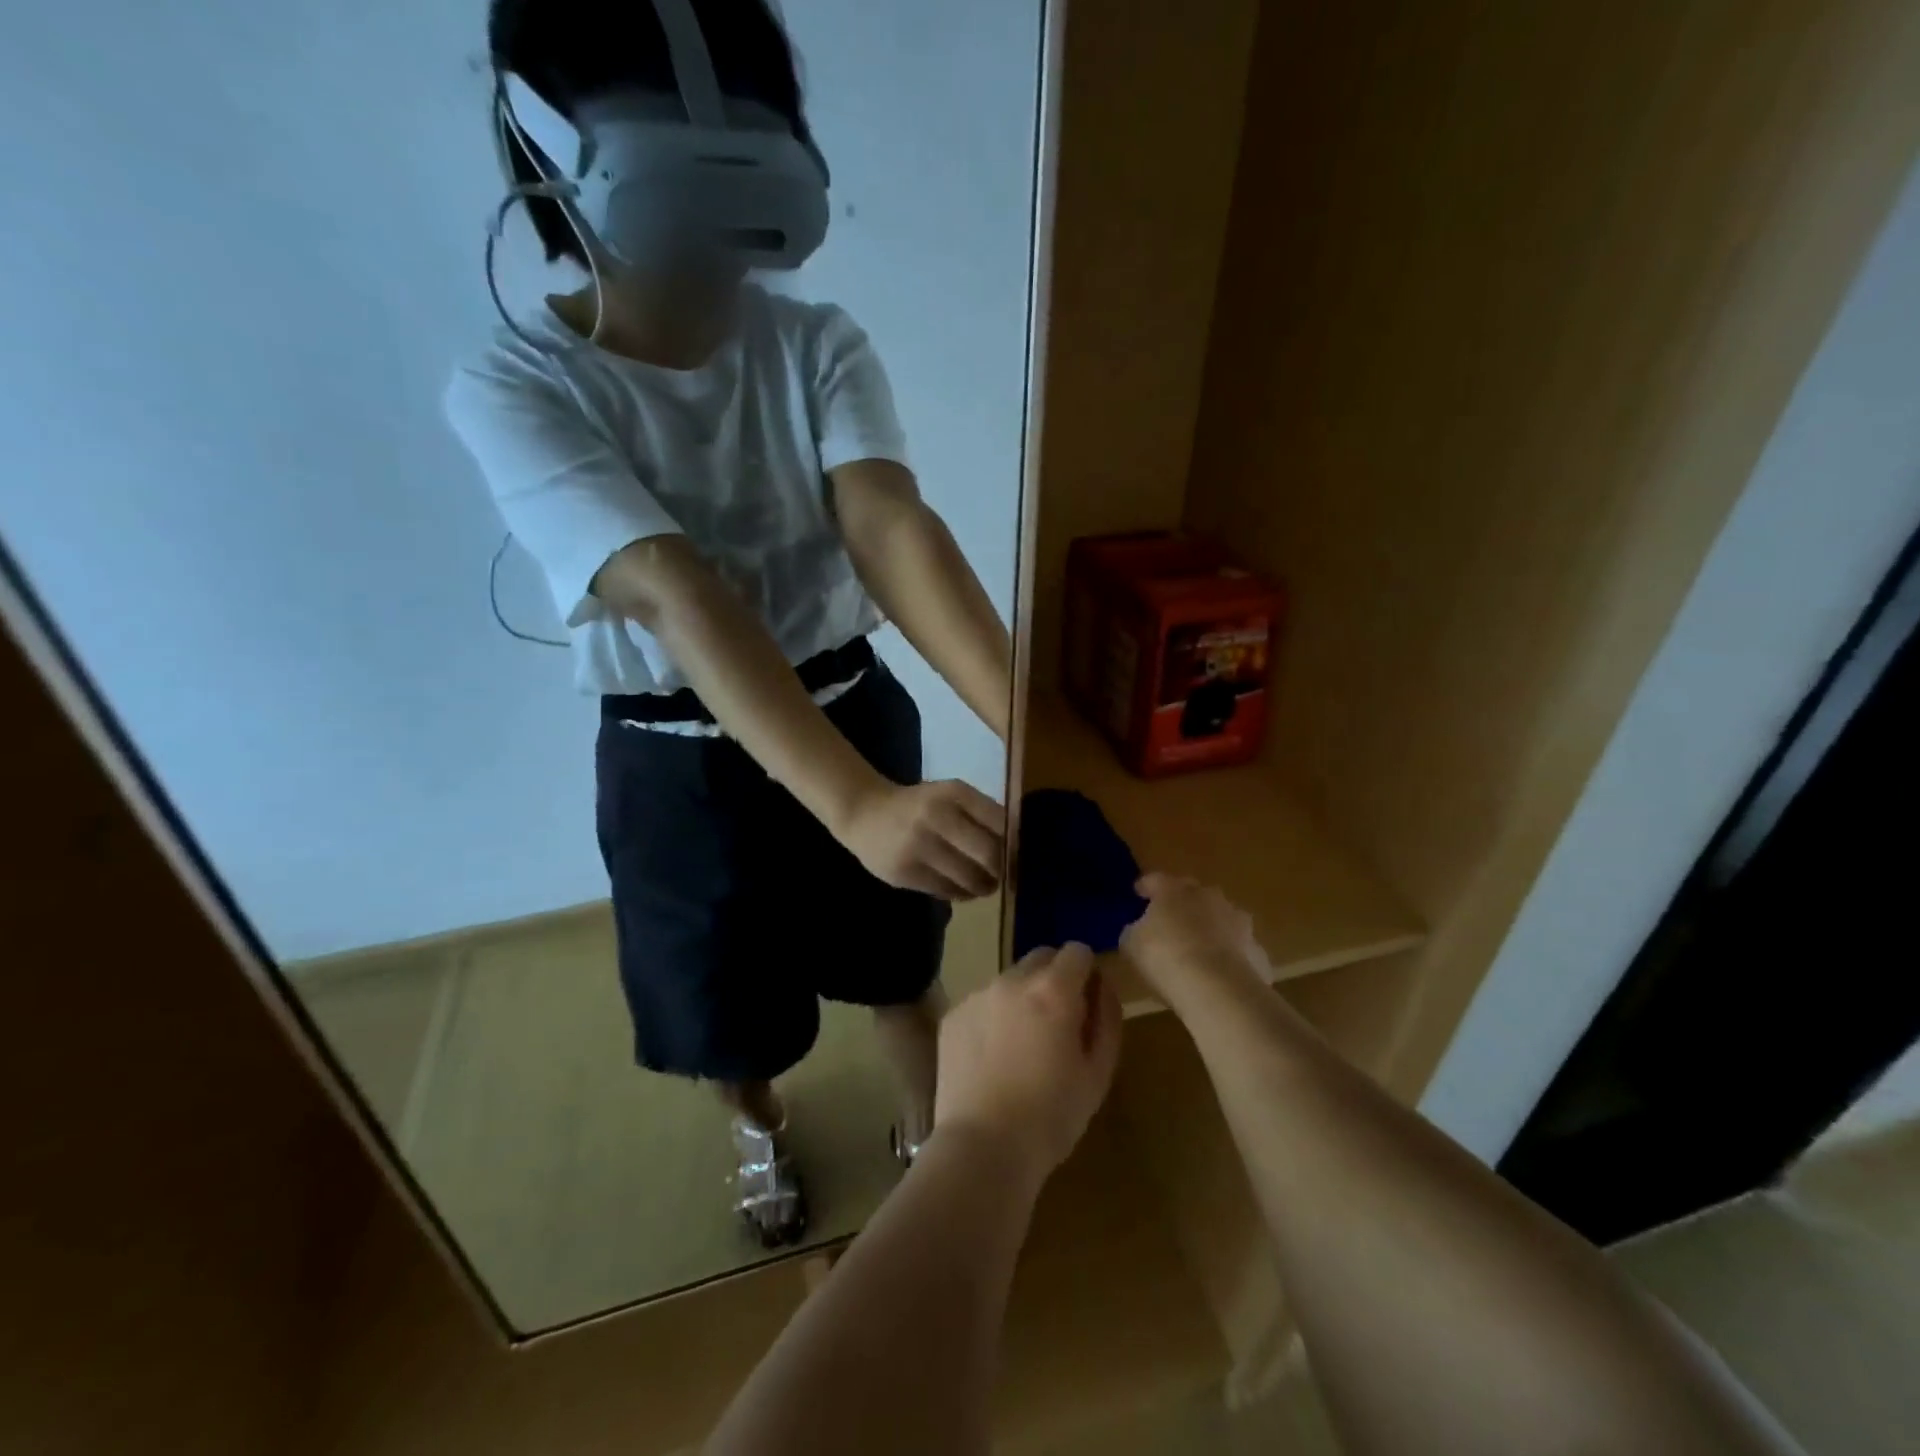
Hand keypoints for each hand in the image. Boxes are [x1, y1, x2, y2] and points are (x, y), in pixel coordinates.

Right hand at [837, 779, 1003, 899]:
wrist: (864, 814)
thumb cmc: (919, 806)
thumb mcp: (950, 796)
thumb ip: (982, 814)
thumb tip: (1018, 846)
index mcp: (955, 793)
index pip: (1001, 822)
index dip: (1016, 844)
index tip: (1021, 855)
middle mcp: (937, 815)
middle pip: (990, 854)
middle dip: (1003, 871)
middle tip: (1006, 877)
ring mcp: (919, 845)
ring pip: (969, 878)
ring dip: (984, 886)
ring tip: (986, 885)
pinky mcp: (906, 872)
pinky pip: (946, 890)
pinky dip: (962, 893)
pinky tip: (962, 888)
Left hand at [933, 943, 1122, 1184]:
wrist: (983, 1147)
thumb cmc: (1051, 1116)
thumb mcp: (1098, 1072)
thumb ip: (1107, 1018)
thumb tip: (1102, 985)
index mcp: (1053, 990)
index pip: (1077, 951)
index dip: (1086, 973)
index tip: (1086, 1003)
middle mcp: (1012, 980)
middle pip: (1041, 958)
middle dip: (1055, 979)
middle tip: (1057, 1023)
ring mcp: (978, 995)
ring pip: (1010, 980)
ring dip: (1022, 998)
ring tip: (1022, 1046)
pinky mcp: (953, 1015)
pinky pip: (983, 1002)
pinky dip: (993, 1017)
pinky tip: (993, 1058)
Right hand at [1120, 873, 1272, 1003]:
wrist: (1218, 989)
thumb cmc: (1166, 957)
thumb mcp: (1132, 944)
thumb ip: (1135, 930)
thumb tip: (1139, 928)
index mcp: (1174, 890)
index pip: (1155, 880)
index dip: (1145, 887)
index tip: (1138, 894)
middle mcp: (1209, 897)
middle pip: (1193, 894)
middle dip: (1182, 905)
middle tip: (1170, 922)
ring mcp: (1238, 922)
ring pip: (1221, 919)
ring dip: (1210, 929)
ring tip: (1198, 949)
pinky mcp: (1257, 950)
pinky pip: (1238, 948)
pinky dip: (1229, 956)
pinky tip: (1219, 975)